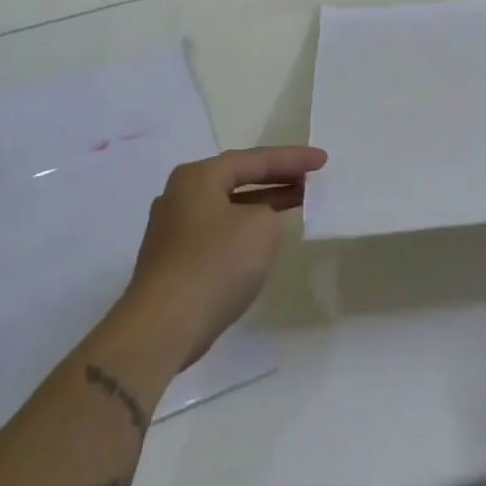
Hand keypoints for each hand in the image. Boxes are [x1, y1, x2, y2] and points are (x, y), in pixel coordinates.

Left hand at [122, 144, 326, 365]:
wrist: (163, 327)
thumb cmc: (216, 264)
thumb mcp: (262, 227)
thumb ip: (270, 211)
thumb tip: (258, 220)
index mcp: (198, 177)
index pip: (255, 159)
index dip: (293, 159)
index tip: (322, 160)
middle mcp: (180, 196)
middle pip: (238, 179)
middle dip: (277, 178)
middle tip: (311, 178)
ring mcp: (174, 230)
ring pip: (229, 206)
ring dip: (263, 204)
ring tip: (297, 202)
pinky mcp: (175, 260)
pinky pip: (220, 231)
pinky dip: (246, 227)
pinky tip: (266, 237)